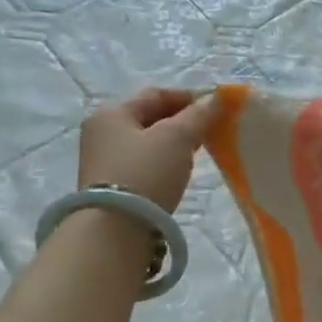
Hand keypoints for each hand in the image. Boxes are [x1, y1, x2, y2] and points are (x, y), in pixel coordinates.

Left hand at [78, 87, 220, 212]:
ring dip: (175, 142)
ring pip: (149, 141)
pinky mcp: (112, 184)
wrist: (116, 227)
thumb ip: (200, 115)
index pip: (156, 95)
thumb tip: (219, 97)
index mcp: (112, 113)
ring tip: (201, 151)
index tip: (218, 108)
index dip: (189, 97)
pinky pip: (145, 162)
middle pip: (150, 117)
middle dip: (183, 120)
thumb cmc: (146, 172)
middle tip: (212, 130)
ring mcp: (104, 159)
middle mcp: (102, 132)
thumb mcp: (178, 137)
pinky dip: (165, 160)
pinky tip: (181, 170)